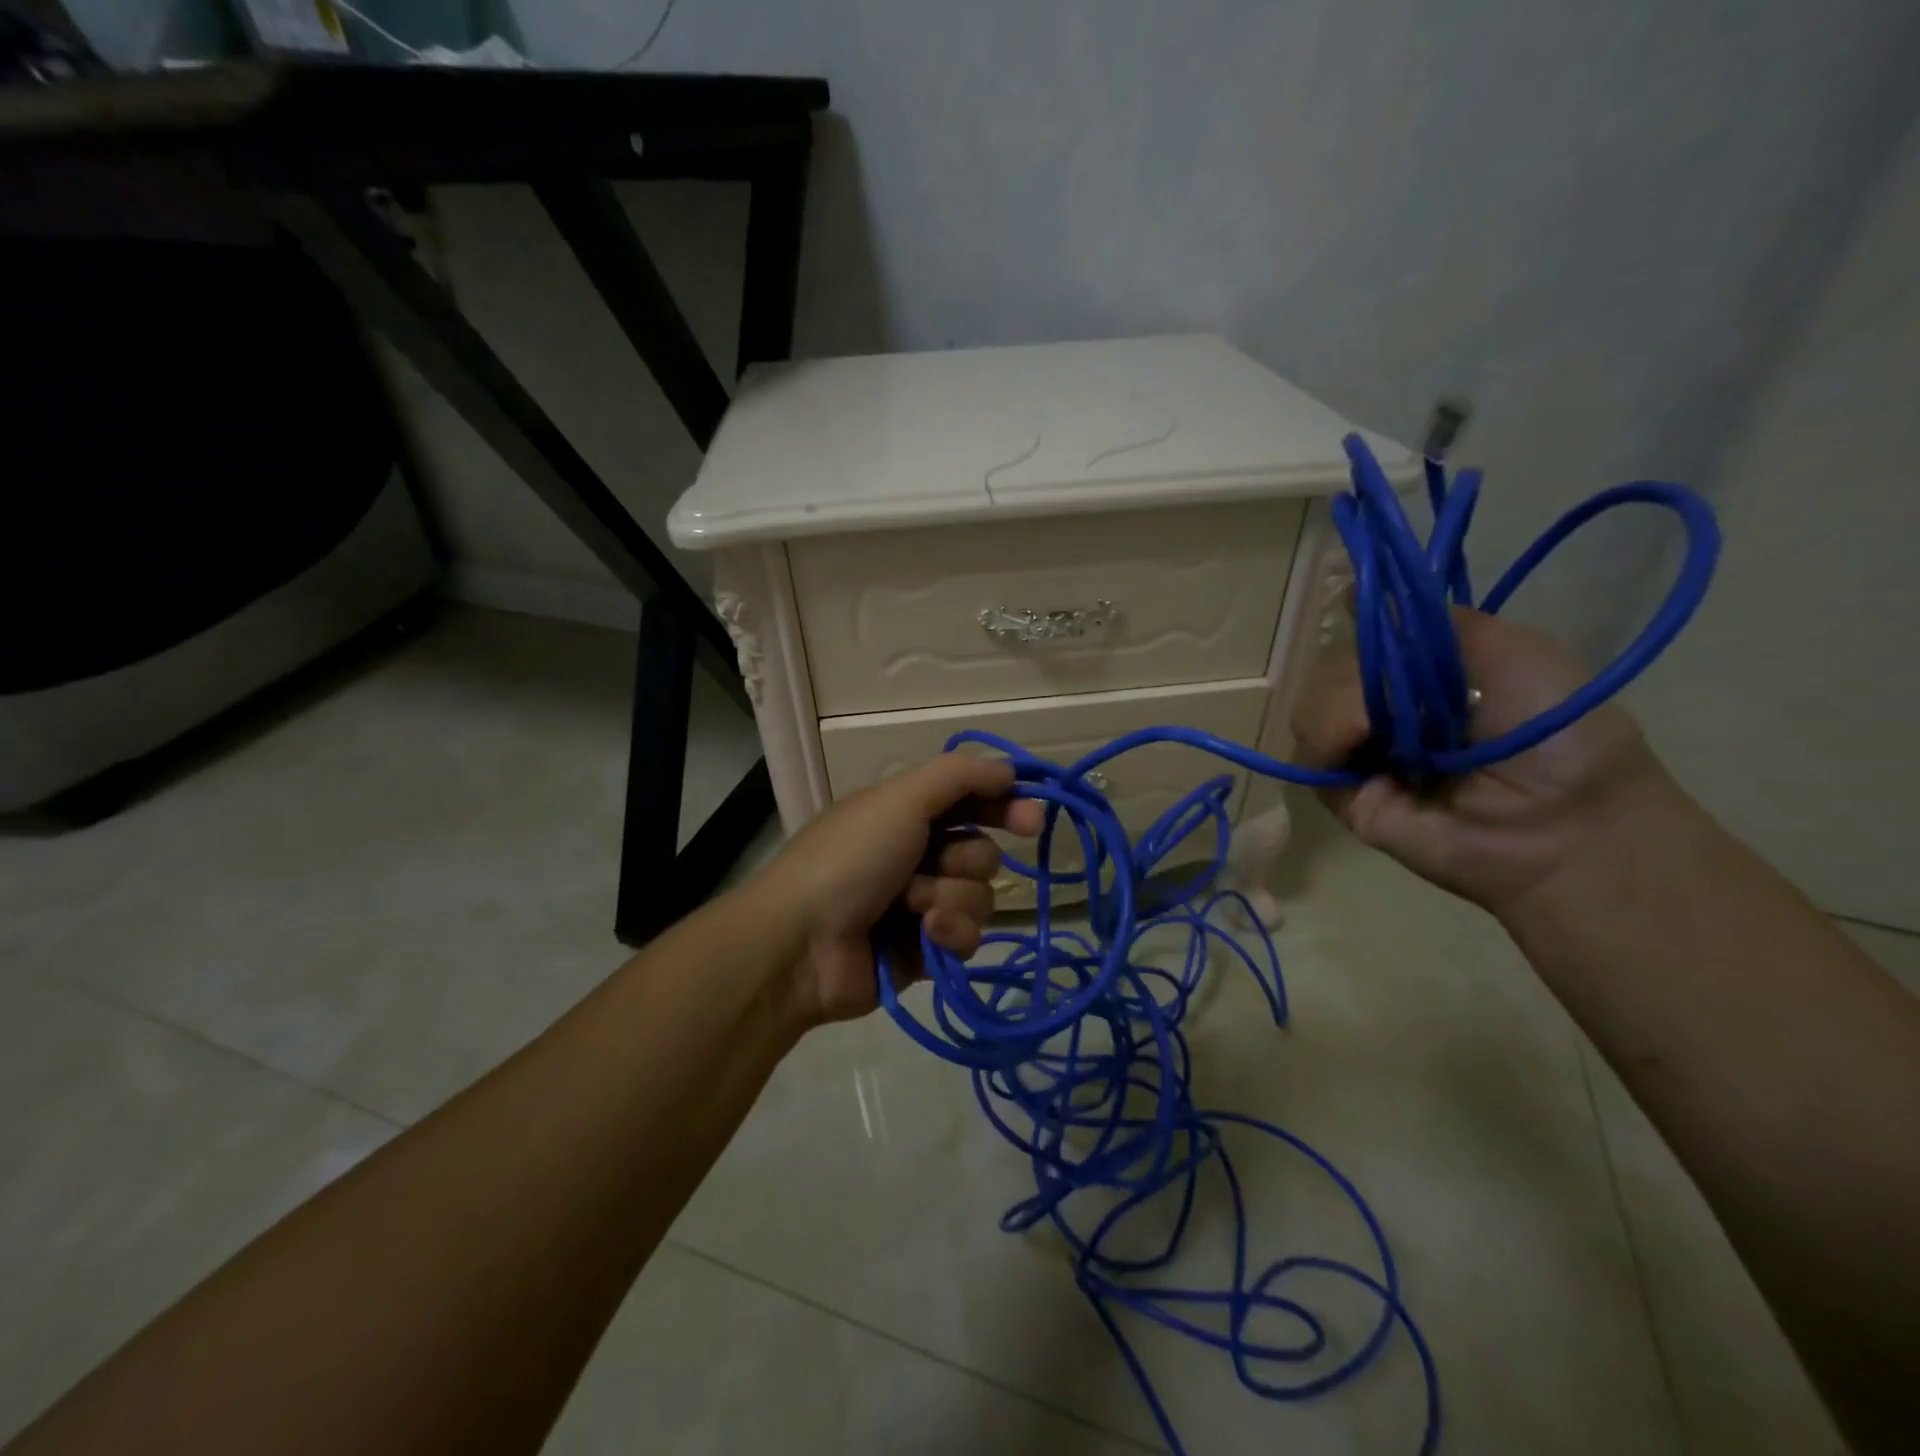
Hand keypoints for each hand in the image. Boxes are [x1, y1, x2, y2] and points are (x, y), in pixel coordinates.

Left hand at [746, 754, 1044, 1026]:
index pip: (970, 799)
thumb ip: (959, 776)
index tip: (1033, 819)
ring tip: (914, 907)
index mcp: (905, 813)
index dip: (1004, 805)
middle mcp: (916, 854)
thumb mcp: (900, 800)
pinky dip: (950, 933)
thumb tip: (1010, 769)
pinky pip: (968, 937)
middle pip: (982, 851)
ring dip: (952, 898)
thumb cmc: (850, 859)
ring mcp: (920, 904)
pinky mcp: (925, 950)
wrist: (802, 945)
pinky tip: (926, 936)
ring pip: (979, 896)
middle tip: (944, 863)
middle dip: (966, 859)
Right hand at [1291, 608, 1678, 913]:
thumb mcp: (1512, 651)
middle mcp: (1387, 714)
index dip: (1358, 631)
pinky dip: (1324, 742)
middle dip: (1351, 674)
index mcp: (1425, 681)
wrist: (1564, 824)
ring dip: (1335, 708)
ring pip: (1308, 709)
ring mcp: (1363, 755)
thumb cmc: (1558, 733)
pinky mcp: (1344, 795)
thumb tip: (1350, 591)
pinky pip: (1307, 757)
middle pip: (1328, 672)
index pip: (1364, 643)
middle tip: (1396, 695)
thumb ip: (1436, 622)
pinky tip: (1359, 746)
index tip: (1353, 612)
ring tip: (1377, 731)